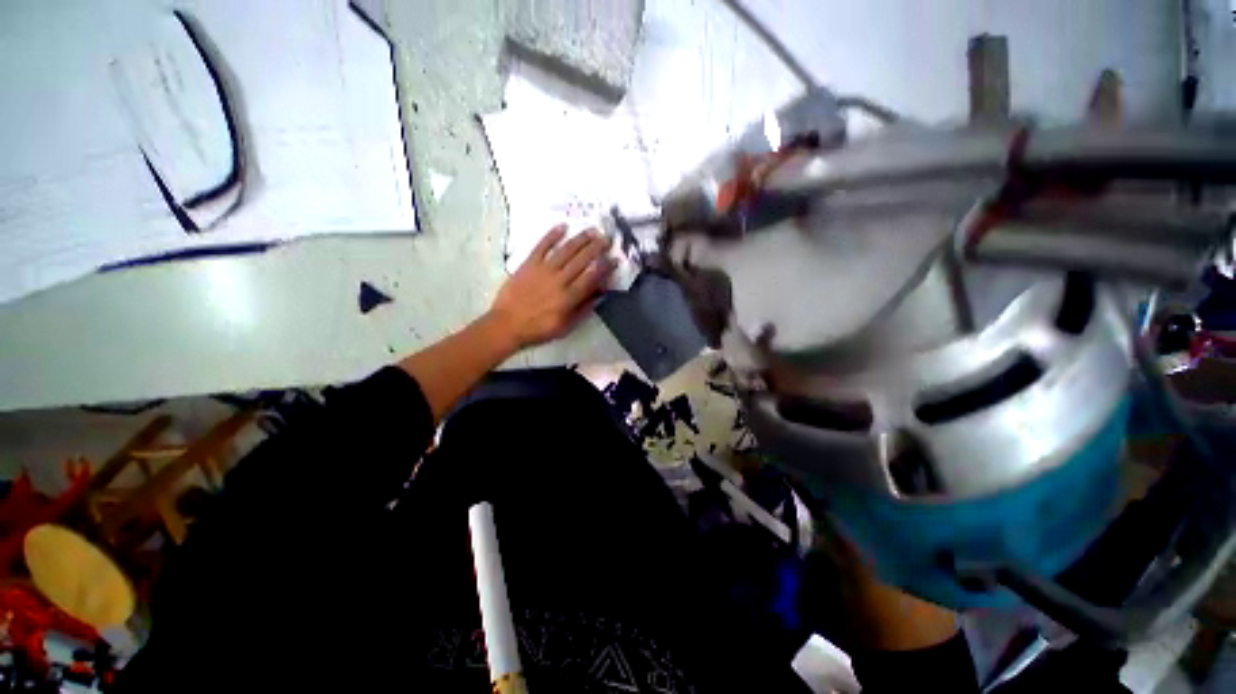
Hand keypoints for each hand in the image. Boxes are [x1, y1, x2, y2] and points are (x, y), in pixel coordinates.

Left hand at [488, 225, 614, 349]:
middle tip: (607, 238)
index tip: (614, 259)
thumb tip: (600, 294)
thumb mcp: (565, 326)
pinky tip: (563, 226)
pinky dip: (552, 235)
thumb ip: (583, 309)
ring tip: (592, 230)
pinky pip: (542, 246)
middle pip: (581, 260)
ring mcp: (543, 270)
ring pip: (566, 250)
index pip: (592, 277)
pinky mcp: (529, 264)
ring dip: (580, 239)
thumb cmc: (538, 329)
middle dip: (596, 247)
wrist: (506, 324)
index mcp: (569, 298)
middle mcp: (559, 280)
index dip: (605, 267)